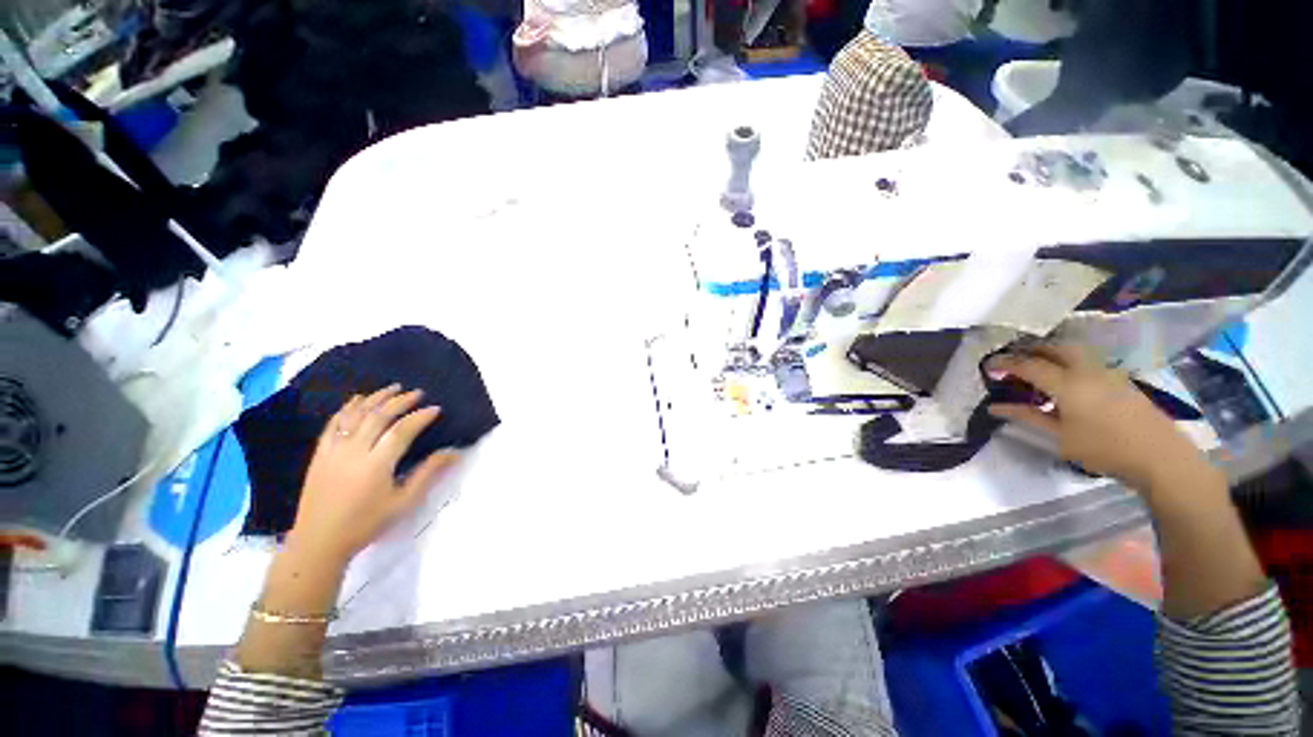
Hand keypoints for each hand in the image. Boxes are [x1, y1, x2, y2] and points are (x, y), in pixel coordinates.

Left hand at [288, 385, 457, 565]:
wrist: (319, 541)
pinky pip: (333, 423)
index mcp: (377, 465)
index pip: (402, 430)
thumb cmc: (367, 523)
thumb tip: (454, 453)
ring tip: (393, 388)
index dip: (420, 417)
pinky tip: (358, 400)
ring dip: (376, 398)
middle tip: (418, 393)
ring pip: (356, 415)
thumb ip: (428, 473)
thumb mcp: (404, 502)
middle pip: (379, 416)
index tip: (436, 409)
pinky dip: (347, 408)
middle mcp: (354, 452)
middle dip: (400, 401)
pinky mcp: (320, 454)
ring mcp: (333, 451)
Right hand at [985, 344, 1206, 490]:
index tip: (987, 365)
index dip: (1005, 363)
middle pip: (1055, 347)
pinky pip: (1088, 361)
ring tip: (1039, 366)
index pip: (1028, 364)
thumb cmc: (1104, 449)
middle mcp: (1087, 370)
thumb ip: (1028, 417)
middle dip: (1030, 349)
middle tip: (1014, 359)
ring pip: (1075, 351)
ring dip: (1052, 353)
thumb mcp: (1060, 437)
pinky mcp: (1121, 380)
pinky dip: (1070, 362)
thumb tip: (995, 407)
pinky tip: (1068, 381)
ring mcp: (1108, 372)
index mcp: (1067, 383)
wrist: (1160, 457)